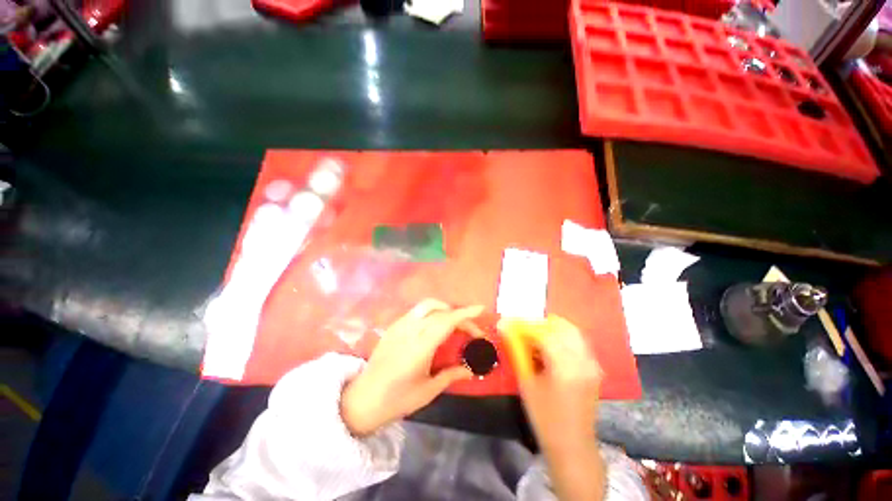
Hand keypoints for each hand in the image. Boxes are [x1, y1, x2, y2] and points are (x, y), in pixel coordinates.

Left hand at [341, 300, 484, 435]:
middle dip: (459, 315)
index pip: (447, 321)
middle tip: (470, 329)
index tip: (481, 309)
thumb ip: (451, 375)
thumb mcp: (427, 390)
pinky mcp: (393, 326)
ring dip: (445, 308)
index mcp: (420, 346)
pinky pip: (417, 311)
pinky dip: (432, 311)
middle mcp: (410, 330)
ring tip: (455, 322)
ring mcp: (399, 325)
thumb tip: (471, 370)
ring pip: (427, 305)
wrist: (362, 399)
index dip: (466, 313)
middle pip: (440, 310)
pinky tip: (435, 325)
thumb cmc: (397, 399)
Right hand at [499, 316, 605, 500]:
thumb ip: (517, 351)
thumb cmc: (545, 418)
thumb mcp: (527, 383)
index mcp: (565, 367)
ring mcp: (592, 364)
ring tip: (535, 337)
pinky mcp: (594, 368)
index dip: (525, 325)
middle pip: (561, 327)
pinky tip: (550, 347)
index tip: (510, 323)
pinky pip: (578, 341)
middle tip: (523, 330)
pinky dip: (562, 337)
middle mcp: (583, 361)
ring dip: (552, 329)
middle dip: (540, 324)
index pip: (544, 333)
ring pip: (572, 331)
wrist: (573, 445)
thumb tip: (504, 327)